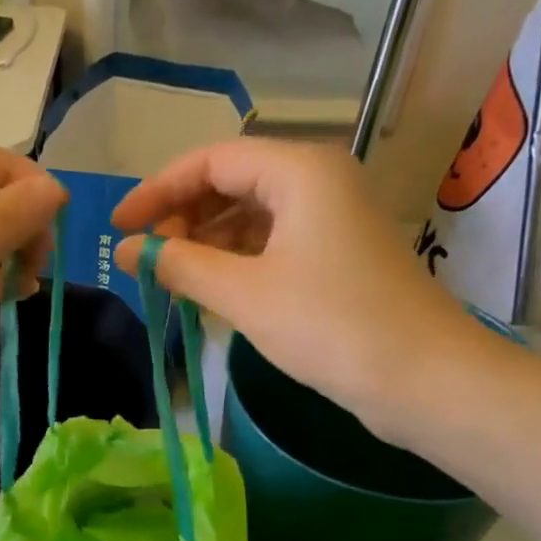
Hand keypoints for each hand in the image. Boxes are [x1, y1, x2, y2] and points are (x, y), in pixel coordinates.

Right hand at [113, 138, 480, 441]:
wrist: (422, 378)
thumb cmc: (330, 325)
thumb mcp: (244, 293)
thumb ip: (180, 265)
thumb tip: (124, 251)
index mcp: (300, 170)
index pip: (211, 161)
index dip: (157, 191)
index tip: (118, 227)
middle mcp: (317, 181)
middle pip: (231, 183)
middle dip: (182, 217)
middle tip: (146, 260)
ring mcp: (330, 219)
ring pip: (250, 215)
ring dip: (206, 242)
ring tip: (171, 279)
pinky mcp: (336, 256)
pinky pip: (271, 243)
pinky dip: (235, 262)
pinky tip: (210, 291)